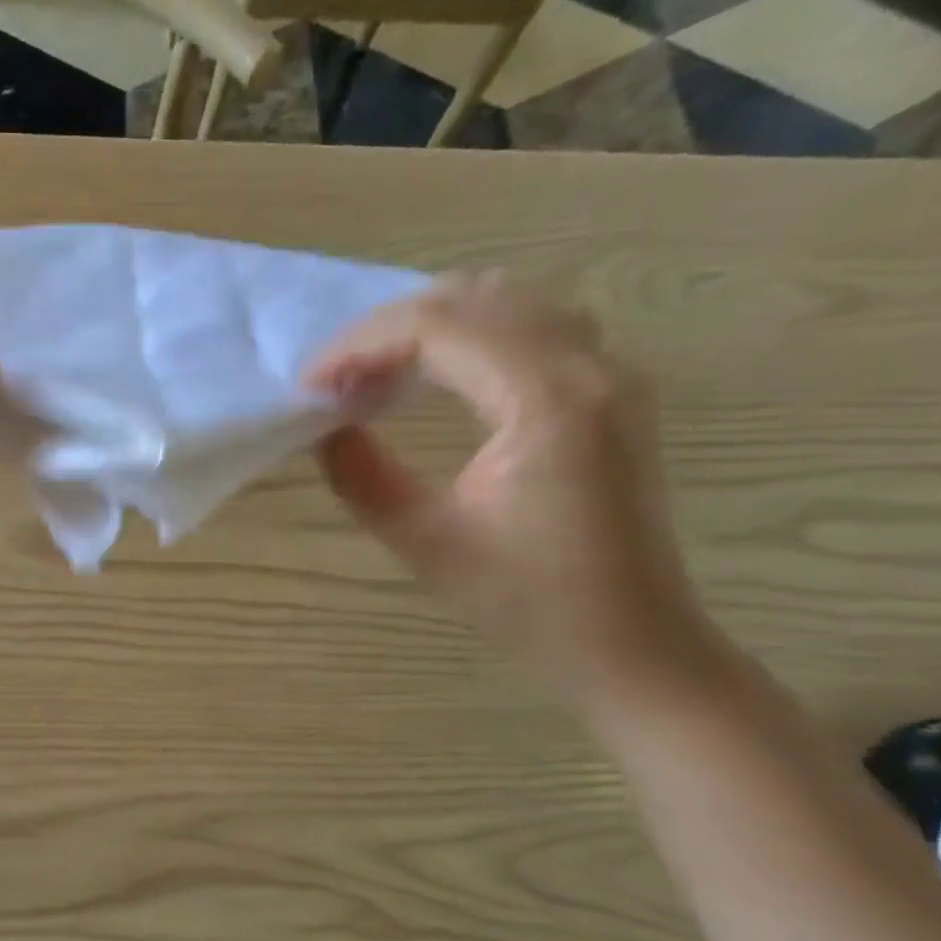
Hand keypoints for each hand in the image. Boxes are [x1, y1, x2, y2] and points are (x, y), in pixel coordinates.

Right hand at [307, 271, 722, 704]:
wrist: (632, 642)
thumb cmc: (527, 602)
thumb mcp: (424, 541)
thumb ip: (362, 475)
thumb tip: (326, 427)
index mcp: (548, 402)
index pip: (438, 328)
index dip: (360, 344)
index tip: (309, 382)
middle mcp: (590, 366)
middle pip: (472, 298)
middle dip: (388, 326)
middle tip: (336, 374)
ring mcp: (610, 373)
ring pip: (507, 301)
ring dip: (429, 322)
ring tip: (375, 370)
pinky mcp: (611, 390)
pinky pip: (532, 324)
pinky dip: (470, 333)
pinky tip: (433, 374)